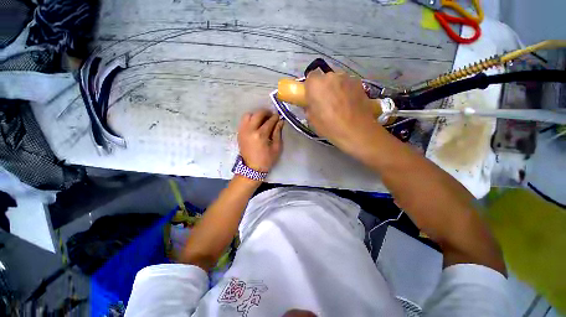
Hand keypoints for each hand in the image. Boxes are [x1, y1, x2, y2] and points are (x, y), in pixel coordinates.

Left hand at [238, 109, 283, 171]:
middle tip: (271, 115)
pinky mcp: (239, 133)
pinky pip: (244, 121)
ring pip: (248, 115)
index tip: (279, 116)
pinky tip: (256, 123)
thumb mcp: (276, 147)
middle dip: (266, 112)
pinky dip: (250, 119)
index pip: (269, 121)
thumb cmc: (266, 159)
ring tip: (263, 119)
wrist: (252, 168)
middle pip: (258, 114)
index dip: (275, 117)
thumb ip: (278, 133)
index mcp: (260, 135)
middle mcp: (250, 130)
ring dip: (257, 115)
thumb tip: (280, 121)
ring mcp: (243, 131)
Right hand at [304, 71, 379, 151]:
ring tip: (340, 104)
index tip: (312, 97)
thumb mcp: (312, 120)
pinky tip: (349, 104)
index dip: (311, 88)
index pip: (310, 78)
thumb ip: (309, 107)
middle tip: (326, 102)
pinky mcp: (359, 83)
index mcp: (315, 84)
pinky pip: (348, 84)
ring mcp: (347, 78)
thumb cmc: (329, 126)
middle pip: (324, 78)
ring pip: (337, 81)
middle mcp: (331, 76)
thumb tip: (311, 103)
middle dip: (324, 88)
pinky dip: (347, 91)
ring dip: (336, 88)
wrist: (356, 130)